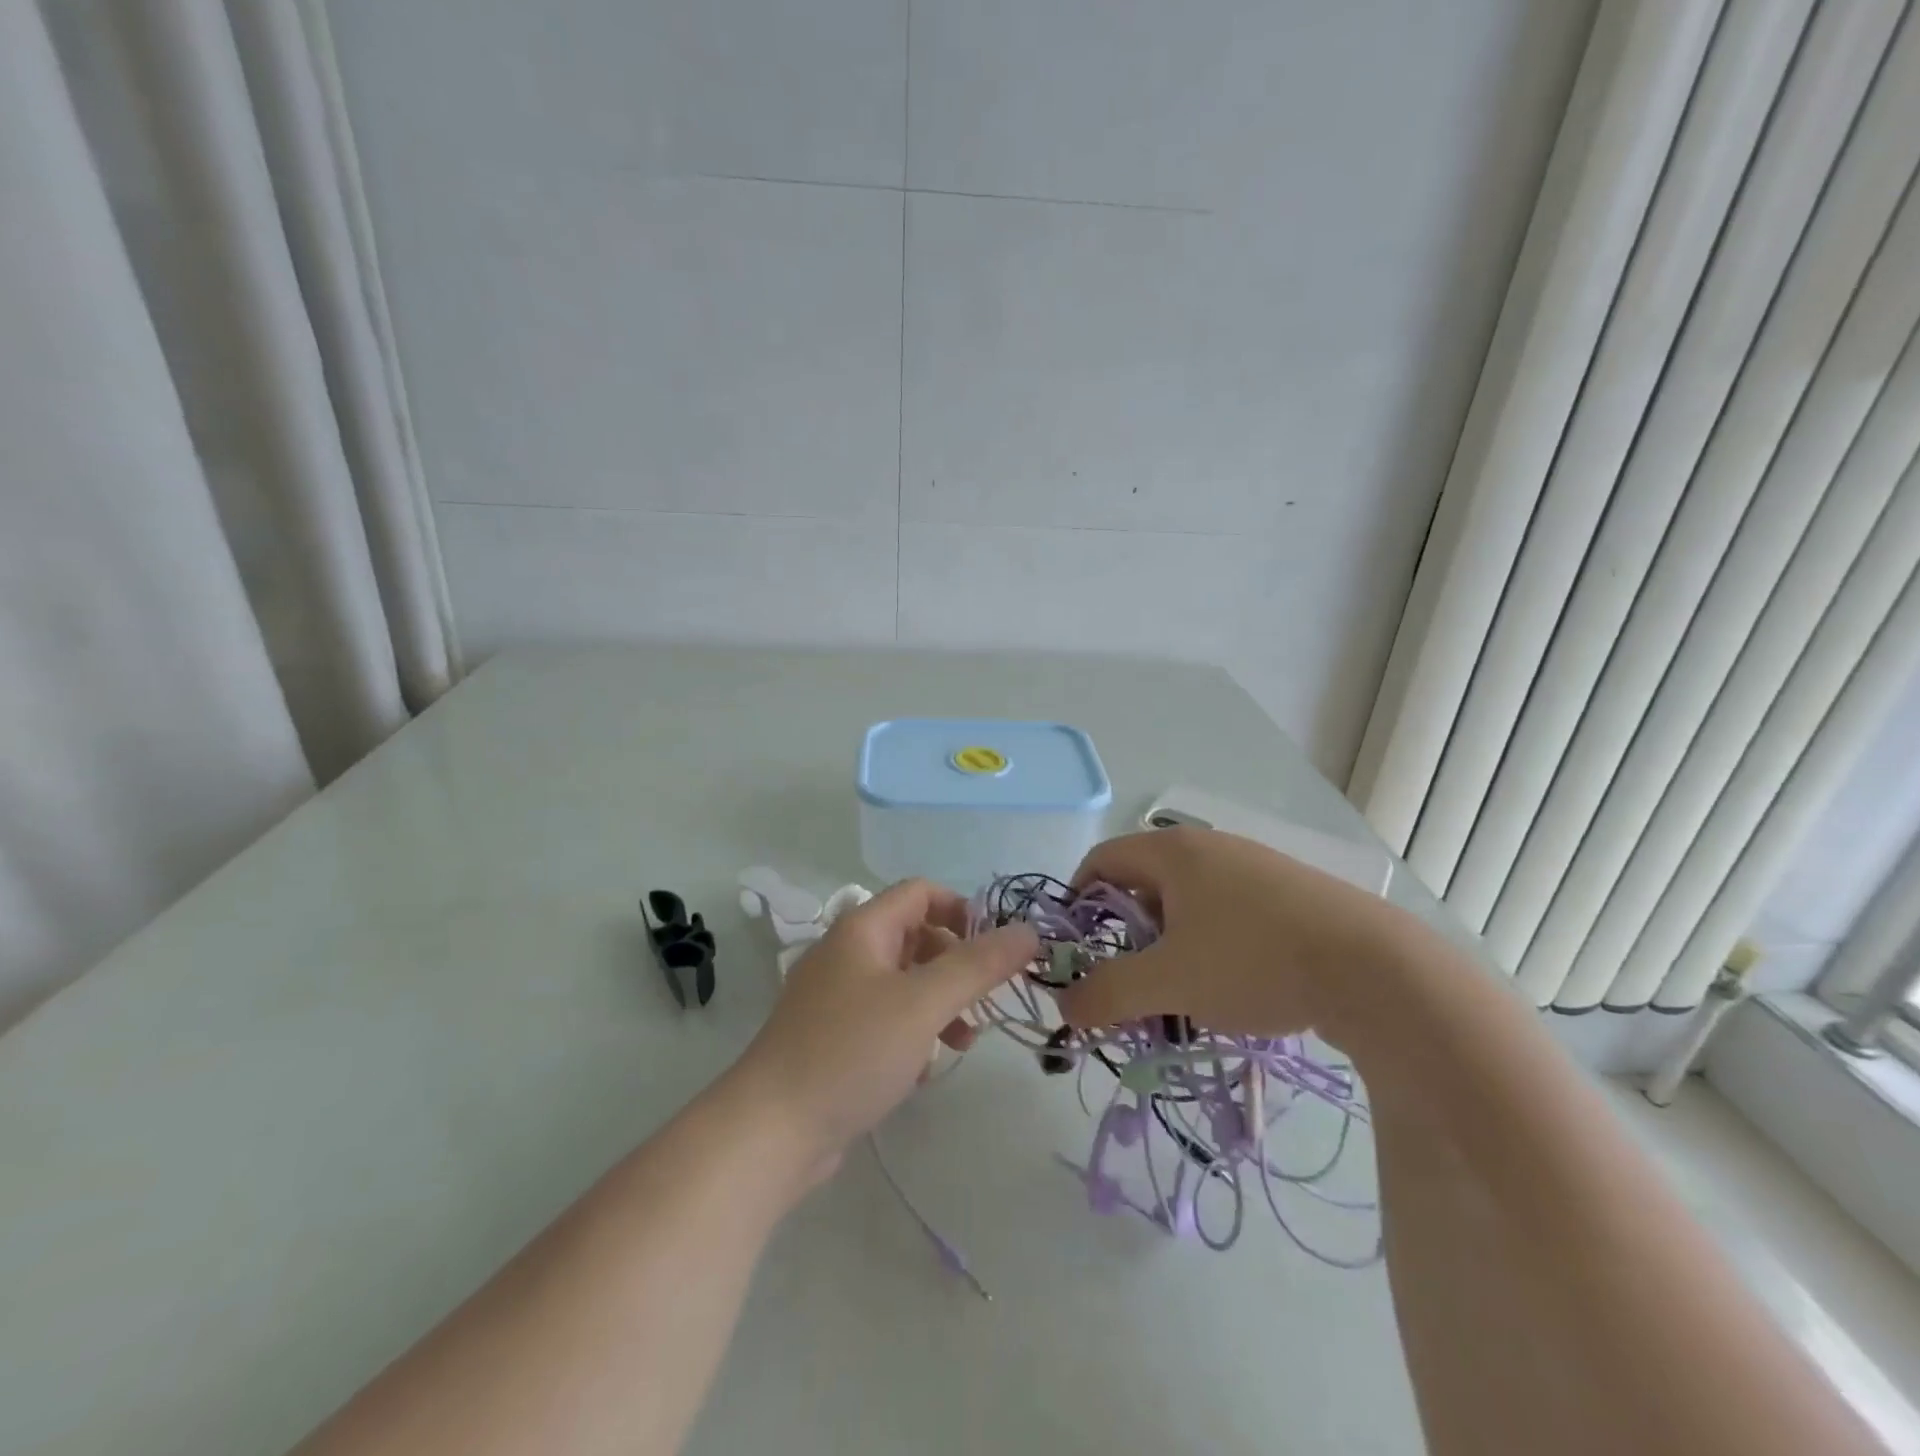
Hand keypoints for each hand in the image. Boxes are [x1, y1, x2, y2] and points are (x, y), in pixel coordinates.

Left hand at [730, 879, 1037, 1175]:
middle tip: (983, 1000)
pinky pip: (885, 1019)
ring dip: (940, 1003)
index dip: (962, 911)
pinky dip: (913, 1033)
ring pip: (904, 982)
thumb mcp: (923, 1003)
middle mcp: (847, 953)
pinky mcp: (833, 1038)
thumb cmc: (851, 1051)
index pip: (921, 892)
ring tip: (963, 1042)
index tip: (994, 950)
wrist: (770, 1131)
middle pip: (915, 936)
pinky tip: (922, 1070)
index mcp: (863, 929)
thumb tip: (1027, 931)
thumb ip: (978, 965)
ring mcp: (836, 998)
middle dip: (956, 964)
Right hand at [1055, 827, 1421, 1043]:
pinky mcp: (1288, 894)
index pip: (1101, 860)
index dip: (1077, 902)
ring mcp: (1253, 867)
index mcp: (1172, 851)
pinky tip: (1232, 990)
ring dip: (1169, 950)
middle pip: (1143, 885)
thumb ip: (1107, 994)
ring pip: (1187, 905)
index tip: (1077, 950)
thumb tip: (1064, 1007)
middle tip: (1131, 985)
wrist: (1376, 968)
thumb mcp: (1168, 983)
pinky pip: (1227, 915)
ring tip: (1182, 997)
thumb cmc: (1252, 960)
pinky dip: (1210, 949)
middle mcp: (1209, 847)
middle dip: (1127, 938)